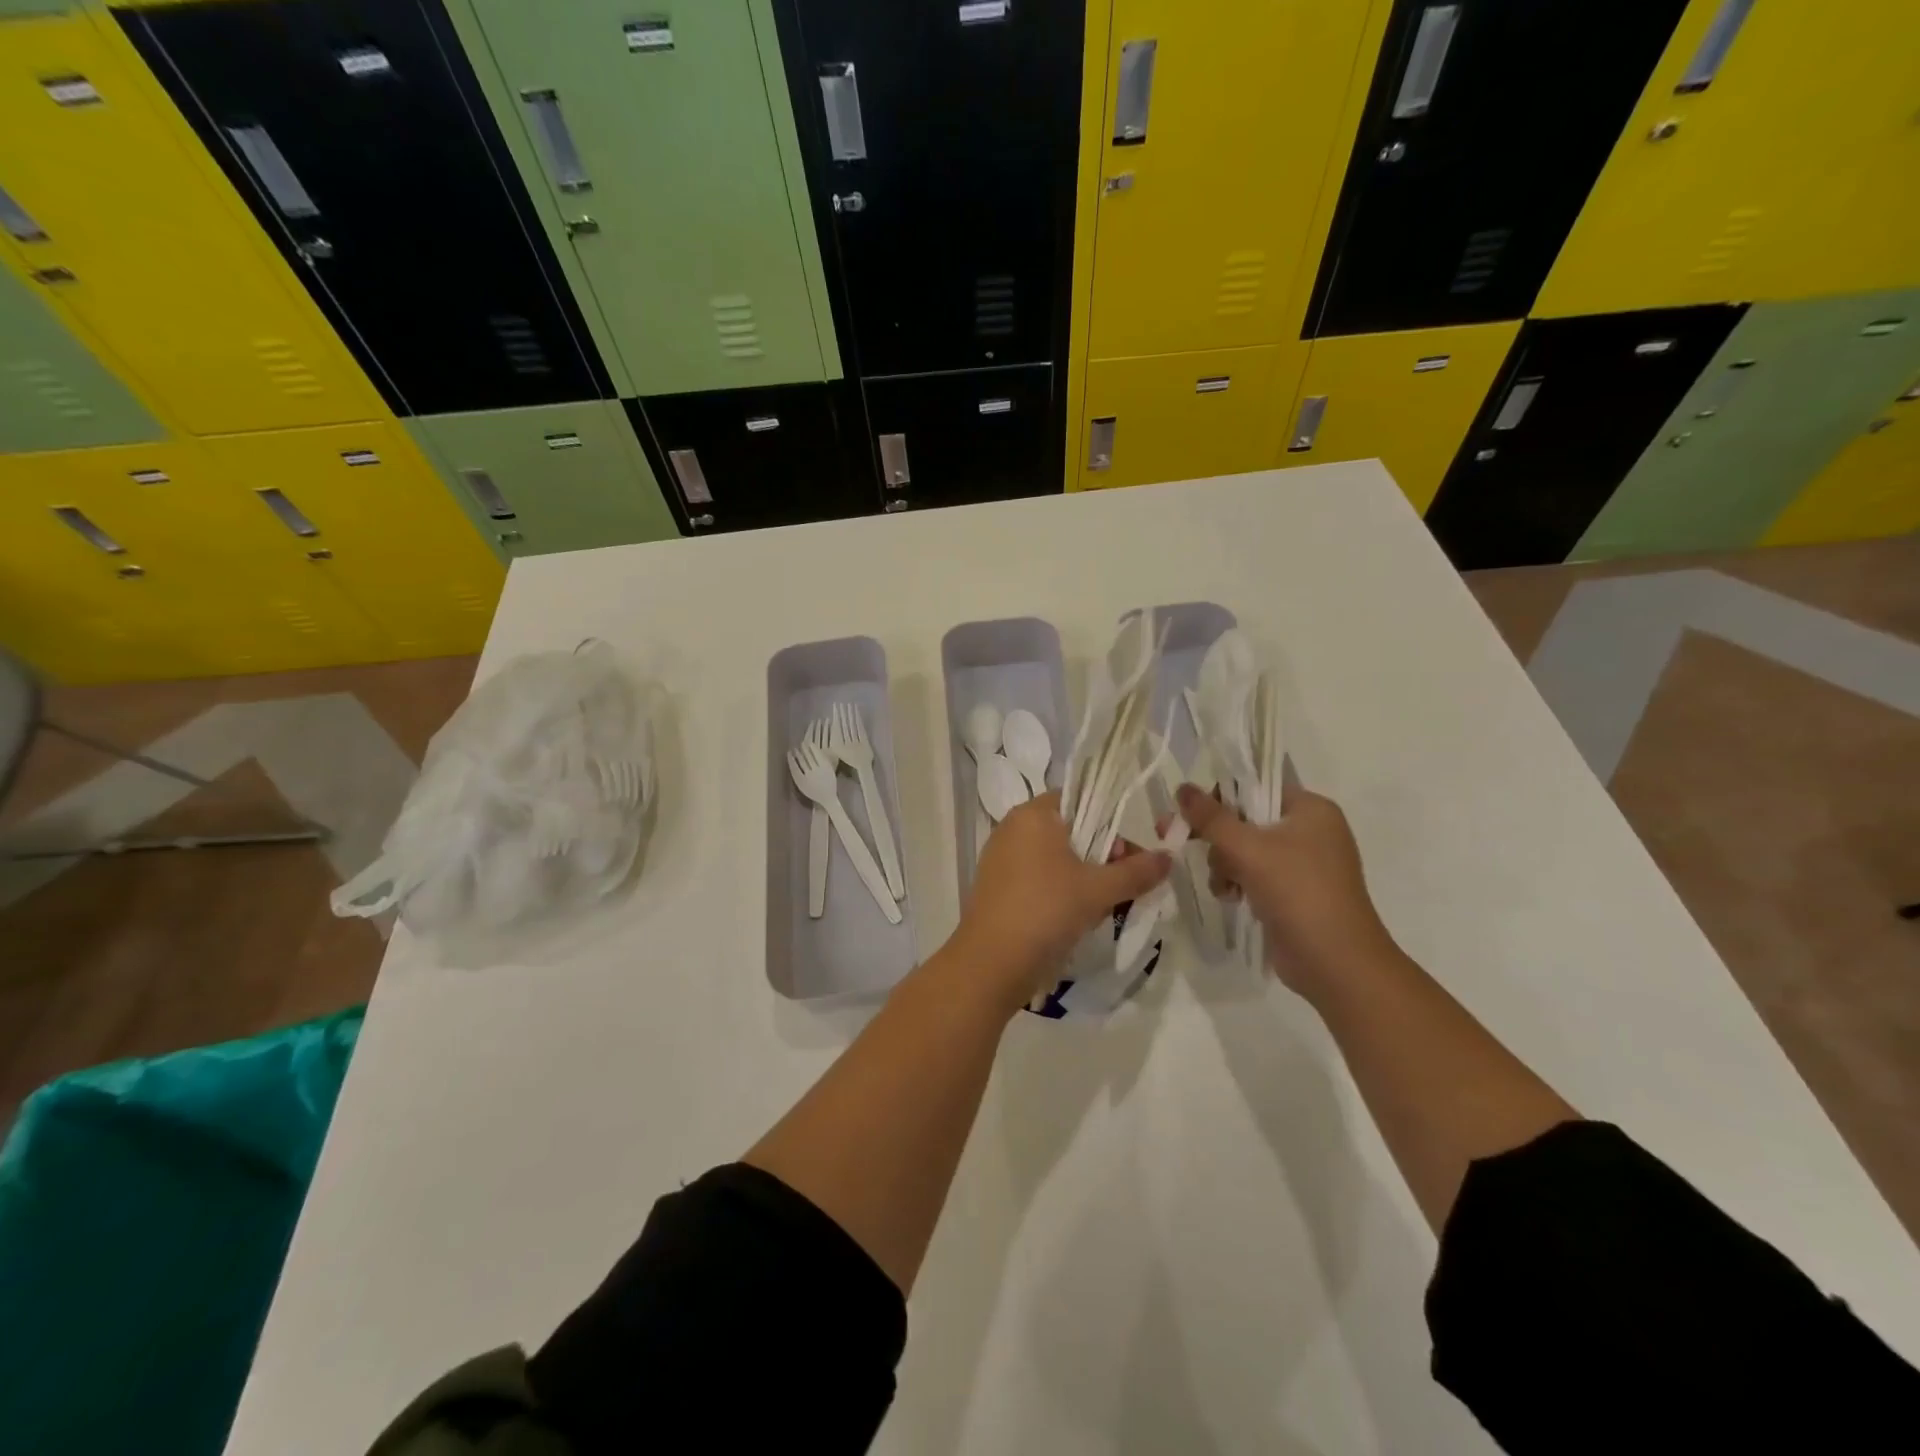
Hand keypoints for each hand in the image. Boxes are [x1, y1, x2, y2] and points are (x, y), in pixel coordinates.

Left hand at [952, 792, 1169, 1012]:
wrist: (991, 964)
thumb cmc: (1046, 911)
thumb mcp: (1098, 890)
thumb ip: (1136, 871)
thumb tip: (1168, 857)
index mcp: (1033, 814)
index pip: (1081, 800)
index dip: (1112, 822)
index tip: (1131, 853)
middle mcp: (1013, 829)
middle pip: (1070, 831)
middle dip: (1102, 855)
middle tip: (1124, 884)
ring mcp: (1001, 859)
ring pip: (1056, 859)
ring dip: (1084, 878)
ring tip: (1105, 906)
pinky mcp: (998, 888)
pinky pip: (1039, 879)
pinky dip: (1061, 892)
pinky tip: (1077, 919)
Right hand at [1176, 778, 1393, 998]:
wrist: (1336, 963)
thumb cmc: (1297, 891)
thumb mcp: (1247, 848)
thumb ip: (1211, 817)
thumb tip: (1182, 788)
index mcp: (1311, 809)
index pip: (1256, 788)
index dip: (1220, 799)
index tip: (1191, 817)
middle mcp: (1311, 831)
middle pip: (1247, 821)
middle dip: (1219, 839)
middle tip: (1187, 845)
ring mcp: (1305, 865)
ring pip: (1247, 850)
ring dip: (1225, 865)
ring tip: (1222, 885)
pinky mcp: (1295, 893)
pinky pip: (1256, 875)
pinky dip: (1238, 883)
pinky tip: (1229, 898)